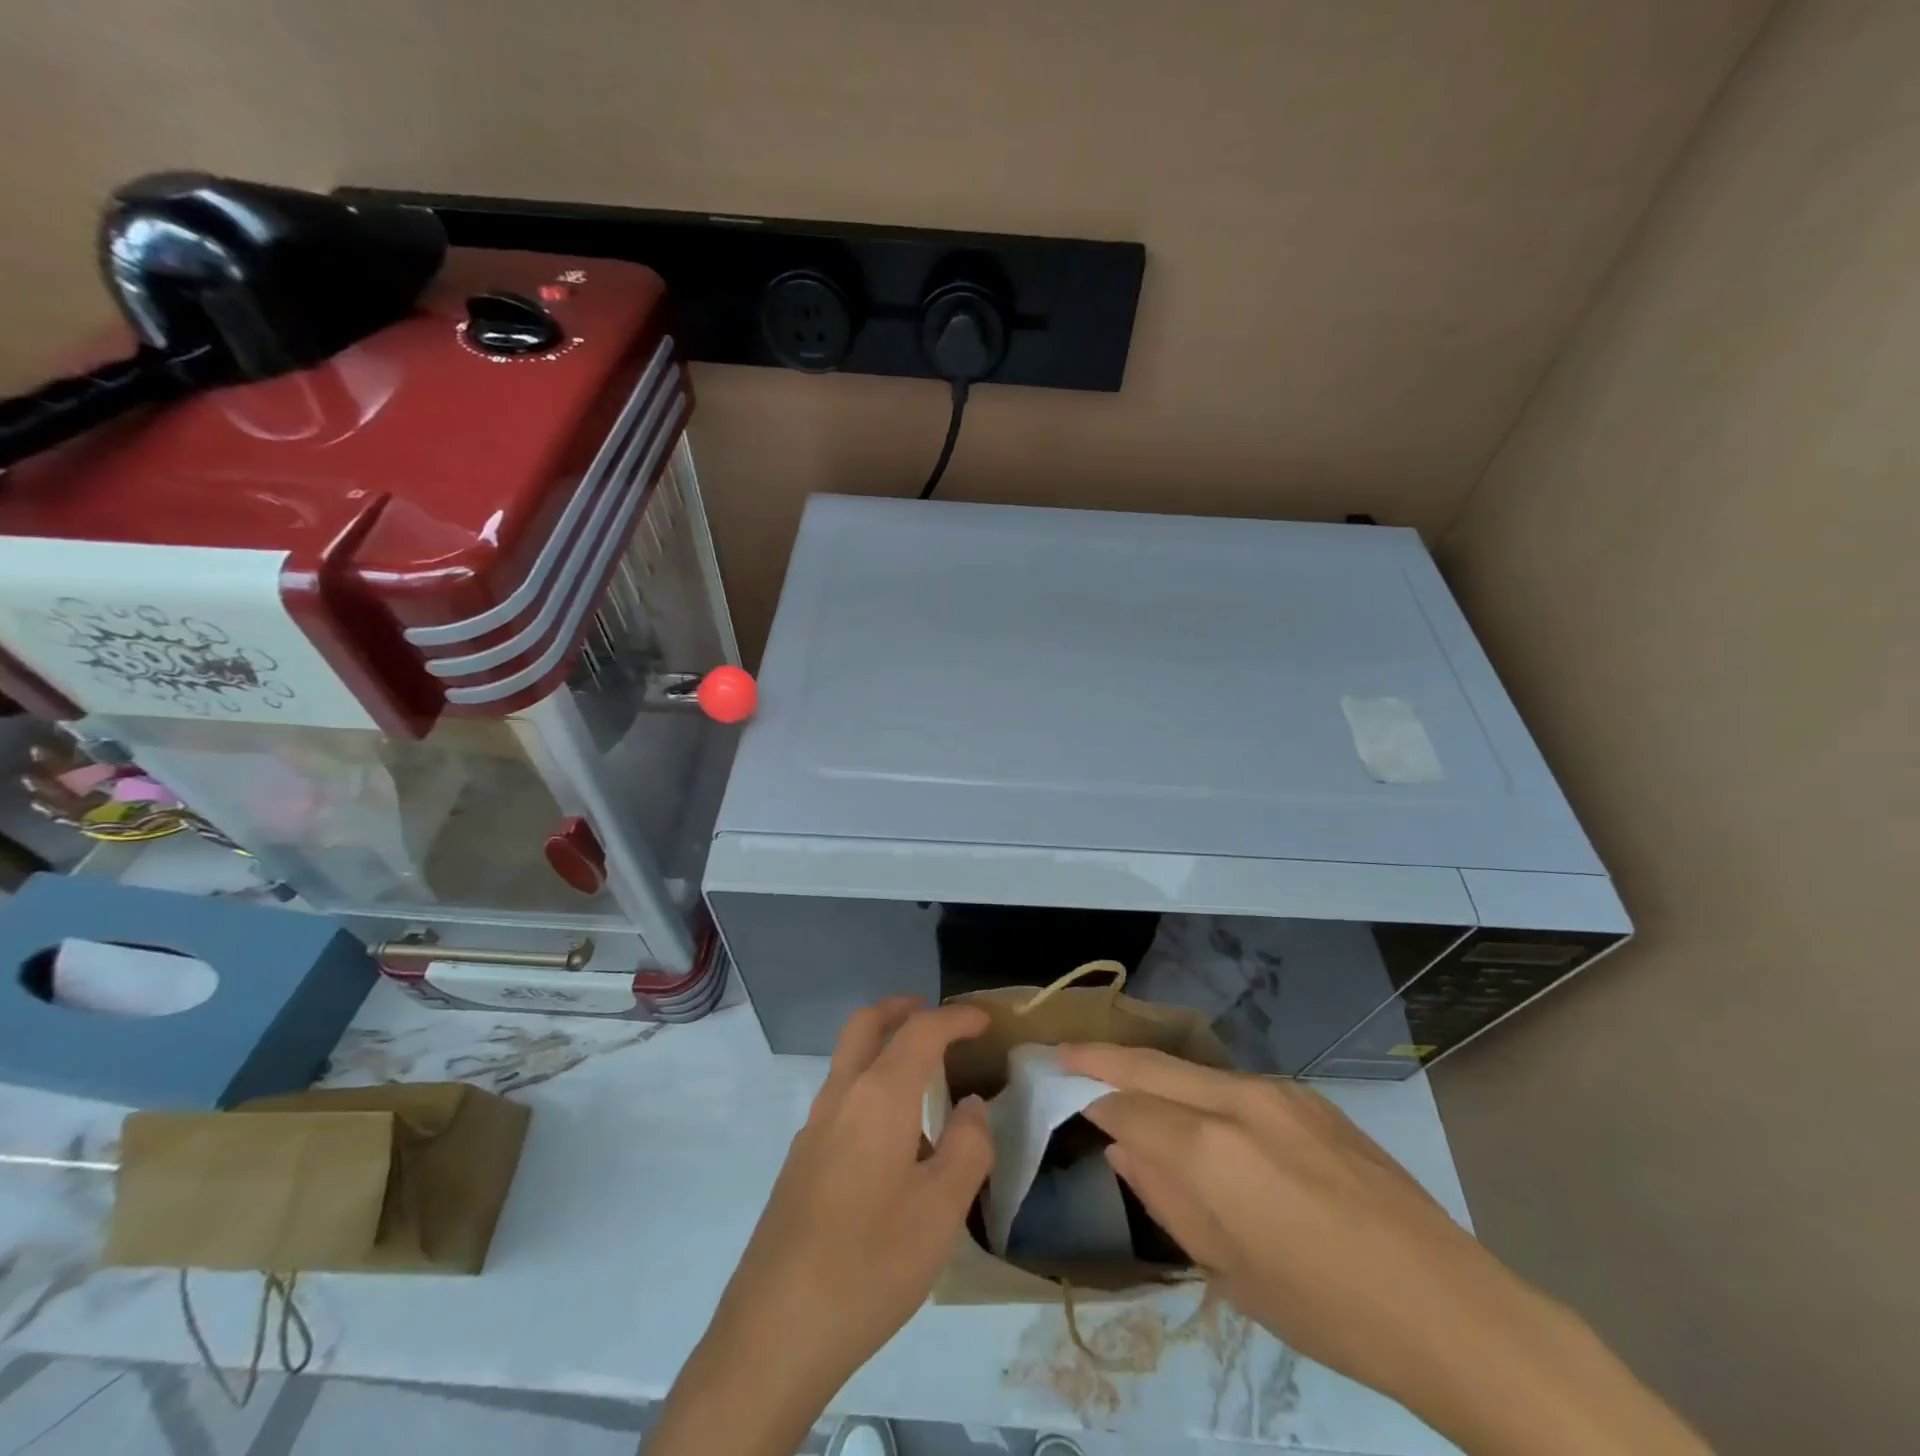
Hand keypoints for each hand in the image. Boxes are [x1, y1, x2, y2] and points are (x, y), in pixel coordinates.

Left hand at [648, 999, 990, 1455]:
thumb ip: (968, 1147)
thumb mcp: (942, 1210)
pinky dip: (869, 1086)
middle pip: (865, 1025)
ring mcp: (812, 1129)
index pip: (920, 1032)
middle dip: (901, 1009)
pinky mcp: (800, 1163)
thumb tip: (971, 1108)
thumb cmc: (871, 1263)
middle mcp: (840, 1098)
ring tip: (923, 1079)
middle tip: (935, 1016)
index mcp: (878, 1097)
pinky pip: (840, 1100)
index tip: (984, 1020)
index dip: (955, 1018)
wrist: (774, 1332)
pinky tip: (891, 1140)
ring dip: (882, 1048)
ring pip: (847, 1061)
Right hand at [1061, 1044, 1709, 1455]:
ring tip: (1120, 1078)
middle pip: (1151, 1067)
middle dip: (1102, 1057)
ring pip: (1192, 1070)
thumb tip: (1122, 1149)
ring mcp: (1277, 1091)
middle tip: (1062, 1051)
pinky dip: (1196, 1088)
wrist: (1449, 1307)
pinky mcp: (1307, 1097)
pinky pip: (1232, 1084)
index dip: (1091, 1103)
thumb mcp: (1231, 1271)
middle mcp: (1237, 1101)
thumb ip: (1167, 1198)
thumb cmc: (1327, 1310)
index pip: (1127, 1109)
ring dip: (1150, 1071)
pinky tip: (1195, 1112)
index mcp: (1210, 1151)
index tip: (1061, 1096)